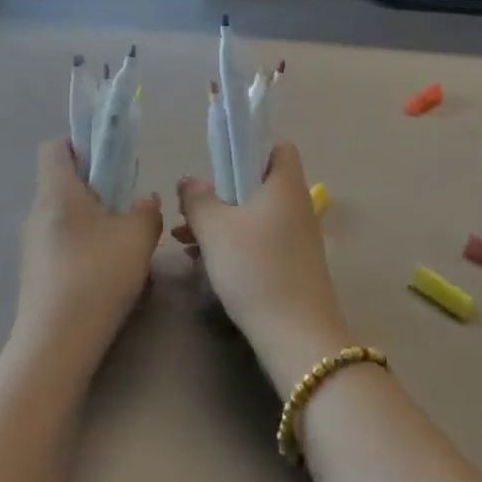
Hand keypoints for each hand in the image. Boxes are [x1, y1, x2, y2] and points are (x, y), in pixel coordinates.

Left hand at [13, 139, 163, 376]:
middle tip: (126, 202)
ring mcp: (31, 244)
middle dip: (94, 185)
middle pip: (61, 181)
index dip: (81, 144)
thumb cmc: (97, 275)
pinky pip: (60, 243)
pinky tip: (106, 270)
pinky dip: (82, 244)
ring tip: (121, 240)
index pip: (55, 147)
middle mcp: (37, 212)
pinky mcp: (35, 272)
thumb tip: (144, 201)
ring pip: (63, 215)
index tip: (110, 159)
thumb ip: (147, 211)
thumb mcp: (138, 237)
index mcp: (57, 191)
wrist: (56, 341)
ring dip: (91, 218)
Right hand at [177, 143, 354, 394]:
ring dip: (220, 222)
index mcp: (284, 185)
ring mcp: (297, 239)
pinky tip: (202, 262)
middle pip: (257, 184)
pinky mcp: (292, 266)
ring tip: (184, 238)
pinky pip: (258, 242)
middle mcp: (296, 206)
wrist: (295, 334)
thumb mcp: (215, 228)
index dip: (248, 147)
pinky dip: (232, 244)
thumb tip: (190, 181)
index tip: (216, 163)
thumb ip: (198, 198)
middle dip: (220, 193)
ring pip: (253, 216)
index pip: (277, 147)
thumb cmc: (255, 267)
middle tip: (189, 207)